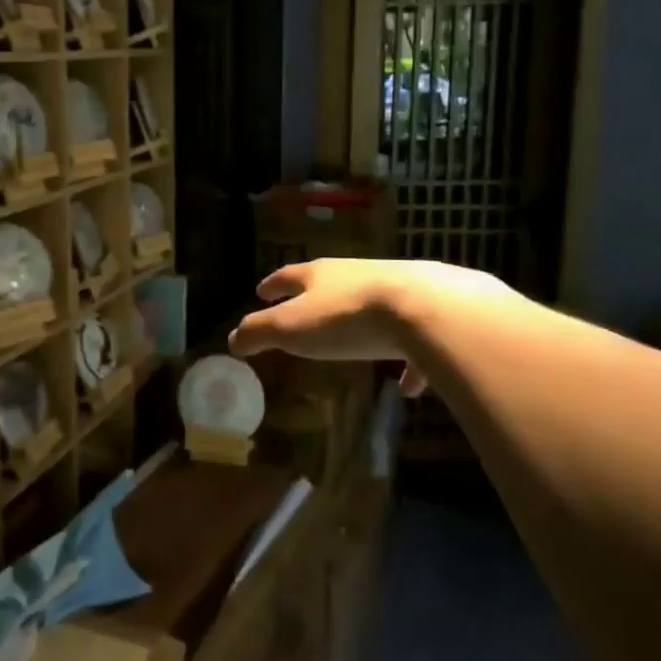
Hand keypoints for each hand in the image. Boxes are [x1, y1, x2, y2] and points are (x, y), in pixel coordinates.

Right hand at [229, 259, 503, 394]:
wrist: (426, 309)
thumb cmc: (347, 317)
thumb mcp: (292, 328)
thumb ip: (260, 332)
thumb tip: (232, 339)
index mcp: (320, 275)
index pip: (288, 277)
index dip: (273, 285)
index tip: (261, 291)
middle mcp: (356, 275)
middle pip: (330, 284)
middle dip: (315, 299)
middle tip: (303, 311)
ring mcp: (396, 290)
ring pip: (371, 307)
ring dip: (360, 325)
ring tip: (353, 347)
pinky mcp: (429, 313)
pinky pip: (412, 340)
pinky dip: (407, 361)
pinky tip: (408, 386)